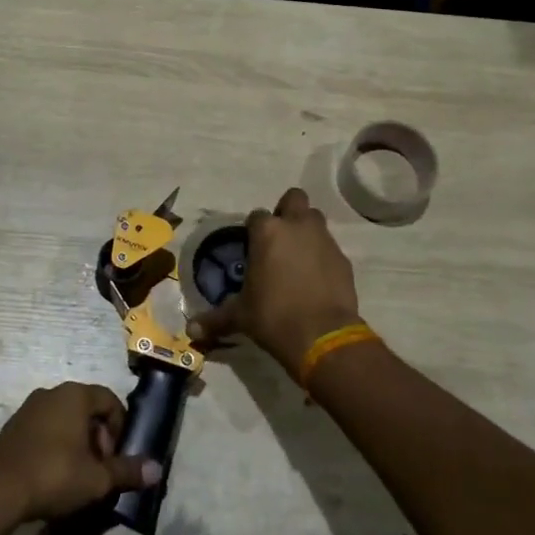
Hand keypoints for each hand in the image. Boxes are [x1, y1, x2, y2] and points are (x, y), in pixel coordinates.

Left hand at [0, 382, 159, 524]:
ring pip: (65, 420)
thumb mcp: (96, 479)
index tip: (116, 457)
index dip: (120, 428)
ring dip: (77, 444)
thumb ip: (127, 471)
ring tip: (77, 476)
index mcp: (75, 395)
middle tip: (98, 469)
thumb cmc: (53, 475)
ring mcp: (28, 409)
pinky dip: (55, 447)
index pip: (109, 400)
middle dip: (99, 438)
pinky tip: (52, 476)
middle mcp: (52, 393)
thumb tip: (157, 470)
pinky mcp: (12, 428)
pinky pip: (44, 430)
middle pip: (87, 410)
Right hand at [191, 187, 360, 378]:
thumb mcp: (240, 316)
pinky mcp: (343, 258)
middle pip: (294, 198)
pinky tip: (316, 278)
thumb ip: (216, 318)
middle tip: (280, 239)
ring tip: (298, 257)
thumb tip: (190, 330)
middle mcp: (296, 226)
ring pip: (315, 219)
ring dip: (307, 230)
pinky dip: (322, 256)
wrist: (322, 336)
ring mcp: (324, 239)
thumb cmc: (273, 317)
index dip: (253, 230)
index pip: (256, 216)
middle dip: (287, 211)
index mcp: (267, 231)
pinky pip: (330, 247)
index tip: (252, 248)